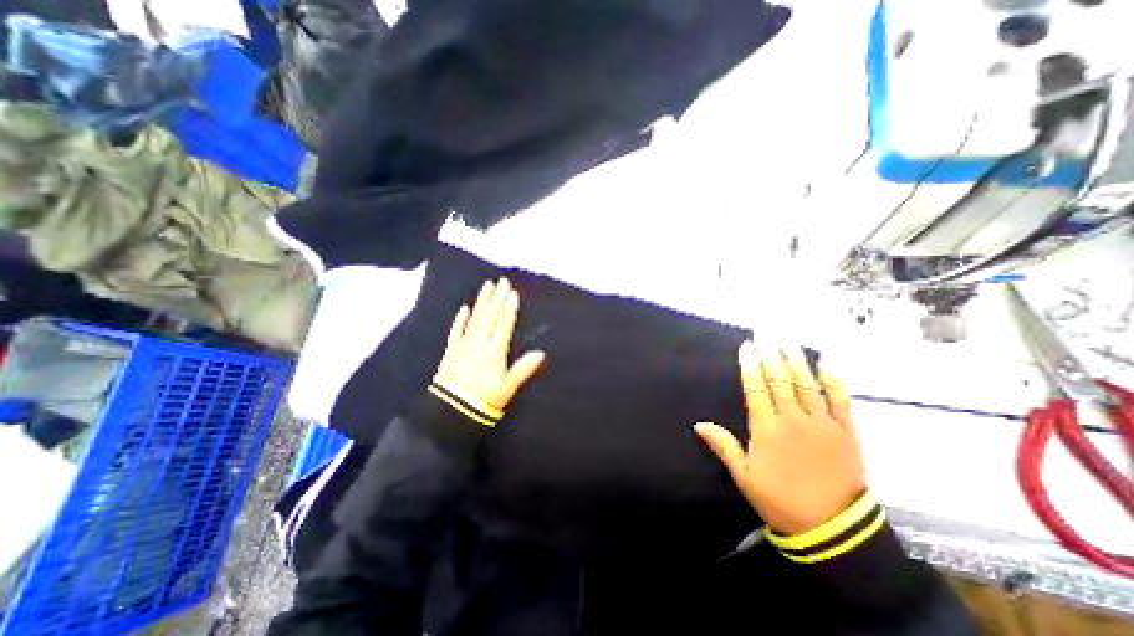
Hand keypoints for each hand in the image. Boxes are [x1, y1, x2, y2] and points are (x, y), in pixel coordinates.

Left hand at [433, 278, 545, 412]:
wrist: (450, 410)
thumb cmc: (484, 399)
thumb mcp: (507, 387)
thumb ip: (523, 369)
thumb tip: (540, 353)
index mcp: (494, 351)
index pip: (504, 324)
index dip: (509, 308)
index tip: (513, 293)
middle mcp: (479, 342)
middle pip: (490, 316)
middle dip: (497, 298)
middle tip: (502, 281)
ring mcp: (464, 344)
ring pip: (475, 318)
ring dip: (482, 301)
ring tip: (487, 286)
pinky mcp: (451, 350)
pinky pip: (456, 330)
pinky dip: (460, 318)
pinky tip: (464, 308)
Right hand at [690, 342, 869, 536]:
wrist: (832, 529)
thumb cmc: (780, 499)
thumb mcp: (744, 476)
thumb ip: (723, 446)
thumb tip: (699, 424)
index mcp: (767, 429)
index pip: (755, 389)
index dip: (750, 366)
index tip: (746, 348)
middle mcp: (793, 420)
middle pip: (779, 381)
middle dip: (770, 355)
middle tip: (765, 335)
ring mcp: (821, 424)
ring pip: (805, 385)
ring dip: (795, 361)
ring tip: (787, 341)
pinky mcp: (845, 433)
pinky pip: (840, 401)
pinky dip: (833, 381)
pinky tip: (827, 362)